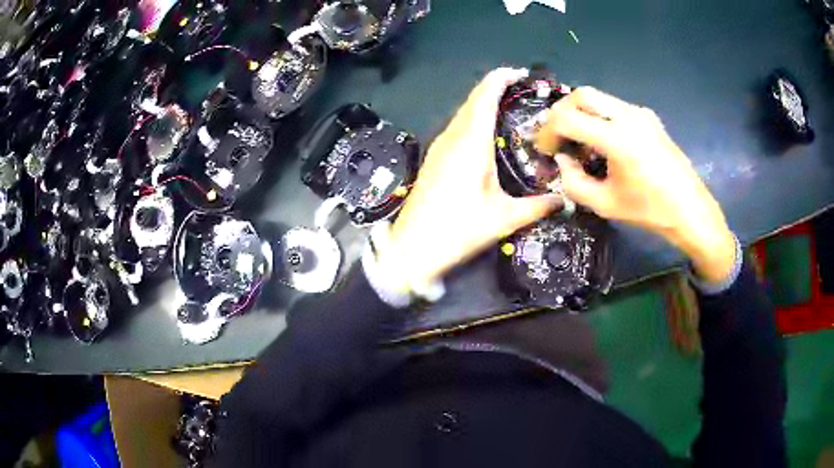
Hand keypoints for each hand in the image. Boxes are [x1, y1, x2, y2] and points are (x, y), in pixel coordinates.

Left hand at [377, 69, 561, 290]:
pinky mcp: (435, 157)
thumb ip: (537, 206)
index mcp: (470, 142)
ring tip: (512, 109)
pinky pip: (458, 127)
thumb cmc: (457, 230)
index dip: (501, 78)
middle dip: (497, 89)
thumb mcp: (503, 219)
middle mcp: (453, 137)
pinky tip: (490, 135)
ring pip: (464, 113)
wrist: (412, 248)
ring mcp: (440, 146)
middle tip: (525, 93)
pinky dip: (475, 120)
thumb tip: (565, 200)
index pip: (484, 96)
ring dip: (485, 103)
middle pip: (474, 100)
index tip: (521, 74)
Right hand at [534, 87, 735, 283]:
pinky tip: (602, 141)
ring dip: (581, 113)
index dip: (547, 132)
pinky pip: (615, 107)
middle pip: (582, 95)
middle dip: (561, 112)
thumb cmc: (650, 211)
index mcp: (617, 138)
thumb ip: (574, 181)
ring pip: (599, 98)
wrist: (691, 210)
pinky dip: (599, 117)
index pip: (567, 118)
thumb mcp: (605, 204)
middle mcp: (628, 116)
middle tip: (557, 136)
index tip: (544, 149)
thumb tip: (562, 160)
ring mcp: (640, 113)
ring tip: (578, 141)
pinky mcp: (648, 117)